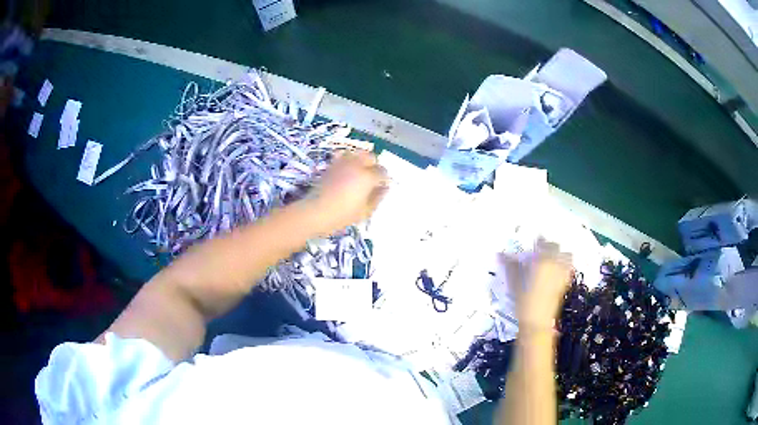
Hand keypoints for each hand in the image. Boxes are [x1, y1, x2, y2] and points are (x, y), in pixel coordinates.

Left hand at [306, 151, 387, 234]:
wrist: (316, 211)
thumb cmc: (343, 215)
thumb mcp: (365, 211)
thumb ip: (377, 197)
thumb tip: (384, 188)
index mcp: (368, 176)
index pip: (382, 171)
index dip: (384, 179)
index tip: (381, 186)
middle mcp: (357, 165)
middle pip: (371, 157)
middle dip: (374, 165)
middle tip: (372, 177)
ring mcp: (343, 163)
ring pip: (357, 153)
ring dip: (361, 160)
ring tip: (360, 171)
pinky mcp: (332, 164)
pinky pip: (343, 155)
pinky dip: (348, 159)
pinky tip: (346, 169)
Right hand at [500, 238, 572, 330]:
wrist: (536, 321)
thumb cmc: (523, 301)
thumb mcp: (514, 282)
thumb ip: (510, 265)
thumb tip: (500, 253)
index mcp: (543, 260)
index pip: (543, 242)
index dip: (539, 241)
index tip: (535, 242)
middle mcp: (555, 264)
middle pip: (557, 247)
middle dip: (550, 246)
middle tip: (542, 250)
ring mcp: (562, 274)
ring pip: (567, 256)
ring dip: (561, 254)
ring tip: (553, 259)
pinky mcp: (565, 284)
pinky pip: (568, 268)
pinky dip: (564, 266)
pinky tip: (557, 271)